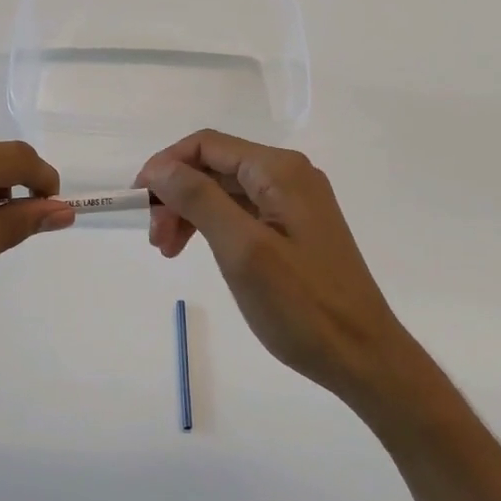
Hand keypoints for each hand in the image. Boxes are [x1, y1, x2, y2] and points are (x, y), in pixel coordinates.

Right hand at [136, 131, 425, 411]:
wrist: (362, 355)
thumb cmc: (301, 305)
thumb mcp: (243, 250)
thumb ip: (200, 199)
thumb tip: (160, 167)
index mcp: (280, 171)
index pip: (206, 145)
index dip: (165, 166)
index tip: (138, 204)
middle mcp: (289, 176)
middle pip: (215, 166)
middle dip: (177, 195)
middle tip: (157, 241)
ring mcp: (295, 203)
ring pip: (226, 191)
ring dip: (191, 213)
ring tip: (170, 251)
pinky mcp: (296, 229)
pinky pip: (243, 213)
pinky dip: (214, 227)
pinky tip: (200, 252)